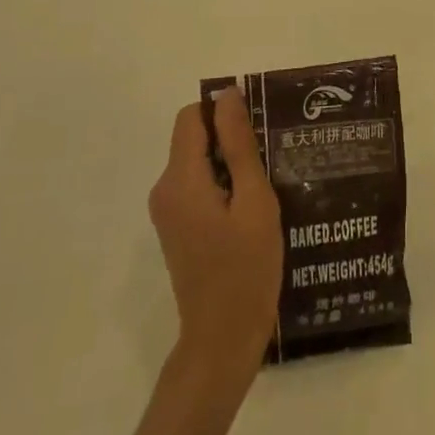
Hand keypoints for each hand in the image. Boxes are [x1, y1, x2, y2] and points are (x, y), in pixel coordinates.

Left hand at [148, 90, 283, 376]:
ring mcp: (167, 211)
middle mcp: (165, 189)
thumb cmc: (246, 268)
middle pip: (193, 138)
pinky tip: (251, 207)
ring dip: (229, 163)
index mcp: (180, 179)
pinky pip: (196, 185)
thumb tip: (228, 95)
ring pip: (197, 161)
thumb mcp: (254, 201)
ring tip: (266, 184)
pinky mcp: (176, 227)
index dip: (223, 112)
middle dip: (229, 138)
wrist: (223, 339)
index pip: (192, 117)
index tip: (258, 129)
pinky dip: (222, 184)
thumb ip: (240, 145)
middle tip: (270, 158)